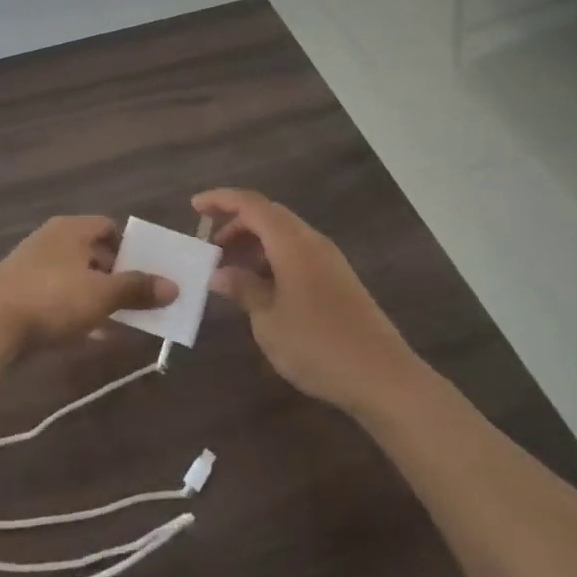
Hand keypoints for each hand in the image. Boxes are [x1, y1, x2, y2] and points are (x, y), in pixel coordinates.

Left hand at [0, 216, 177, 353]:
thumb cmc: (52, 298)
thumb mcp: (102, 294)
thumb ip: (137, 288)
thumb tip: (173, 286)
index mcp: (71, 229)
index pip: (109, 228)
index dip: (131, 248)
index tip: (148, 274)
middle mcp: (51, 240)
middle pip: (93, 253)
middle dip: (116, 277)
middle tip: (139, 301)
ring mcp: (32, 266)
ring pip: (75, 278)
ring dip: (97, 297)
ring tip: (120, 322)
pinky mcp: (18, 293)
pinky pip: (56, 298)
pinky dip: (75, 311)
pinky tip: (88, 336)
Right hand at [194, 188, 419, 414]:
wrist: (383, 377)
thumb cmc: (318, 345)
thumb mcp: (268, 319)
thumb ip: (243, 289)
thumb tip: (220, 272)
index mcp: (291, 242)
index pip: (250, 204)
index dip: (220, 200)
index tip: (193, 208)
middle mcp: (311, 241)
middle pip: (268, 215)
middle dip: (236, 224)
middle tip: (211, 249)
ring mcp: (328, 260)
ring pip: (284, 234)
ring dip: (254, 243)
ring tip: (231, 271)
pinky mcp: (338, 279)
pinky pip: (297, 253)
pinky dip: (272, 258)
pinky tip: (261, 288)